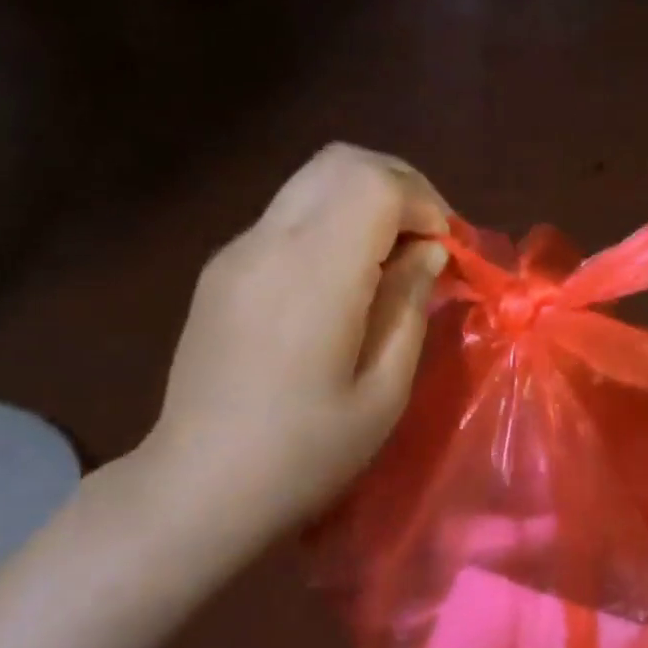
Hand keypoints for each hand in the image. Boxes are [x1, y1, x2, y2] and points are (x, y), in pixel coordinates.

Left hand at [130, 143, 450, 557]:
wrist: (201, 486)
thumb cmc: (307, 452)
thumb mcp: (384, 390)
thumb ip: (410, 305)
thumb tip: (427, 251)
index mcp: (313, 273)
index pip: (374, 182)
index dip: (425, 203)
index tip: (446, 252)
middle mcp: (267, 243)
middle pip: (341, 161)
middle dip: (401, 188)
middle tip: (430, 243)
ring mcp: (236, 251)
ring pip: (312, 181)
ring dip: (367, 202)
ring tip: (395, 260)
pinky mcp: (222, 269)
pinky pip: (289, 216)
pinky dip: (334, 224)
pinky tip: (347, 281)